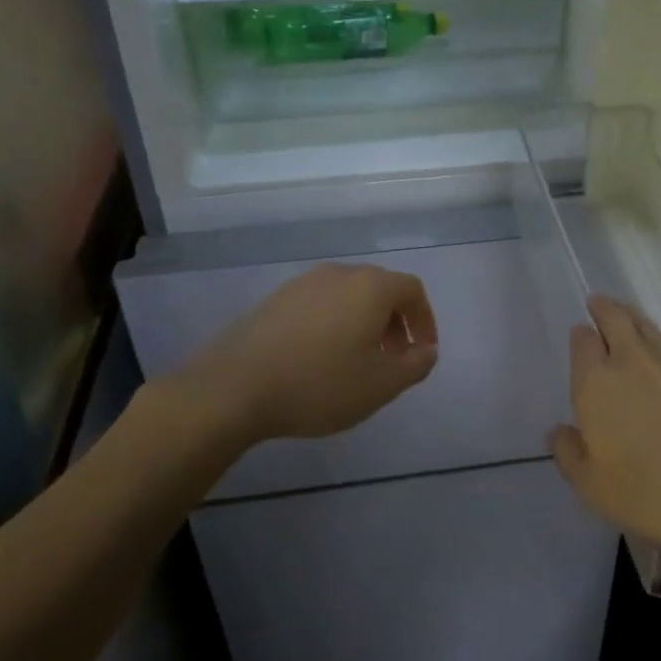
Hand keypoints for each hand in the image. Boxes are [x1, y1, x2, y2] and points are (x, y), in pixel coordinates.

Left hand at [171, 263, 438, 443]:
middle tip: (394, 358)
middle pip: (380, 289)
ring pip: (348, 296)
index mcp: (370, 286)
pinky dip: (334, 324)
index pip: (412, 289)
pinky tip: (320, 359)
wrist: (234, 387)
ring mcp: (302, 283)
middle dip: (395, 322)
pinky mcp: (275, 299)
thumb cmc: (319, 384)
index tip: (423, 351)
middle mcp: (338, 274)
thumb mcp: (380, 385)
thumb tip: (426, 349)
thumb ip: (415, 365)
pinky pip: (319, 305)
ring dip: (363, 323)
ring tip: (357, 361)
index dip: (425, 319)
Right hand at [551, 295, 660, 578]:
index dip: (581, 336)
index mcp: (597, 382)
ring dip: (634, 319)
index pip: (582, 342)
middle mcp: (632, 360)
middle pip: (615, 317)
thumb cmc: (651, 493)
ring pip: (648, 326)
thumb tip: (561, 431)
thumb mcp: (593, 487)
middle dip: (604, 308)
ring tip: (630, 321)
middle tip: (599, 303)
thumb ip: (569, 454)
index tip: (581, 335)